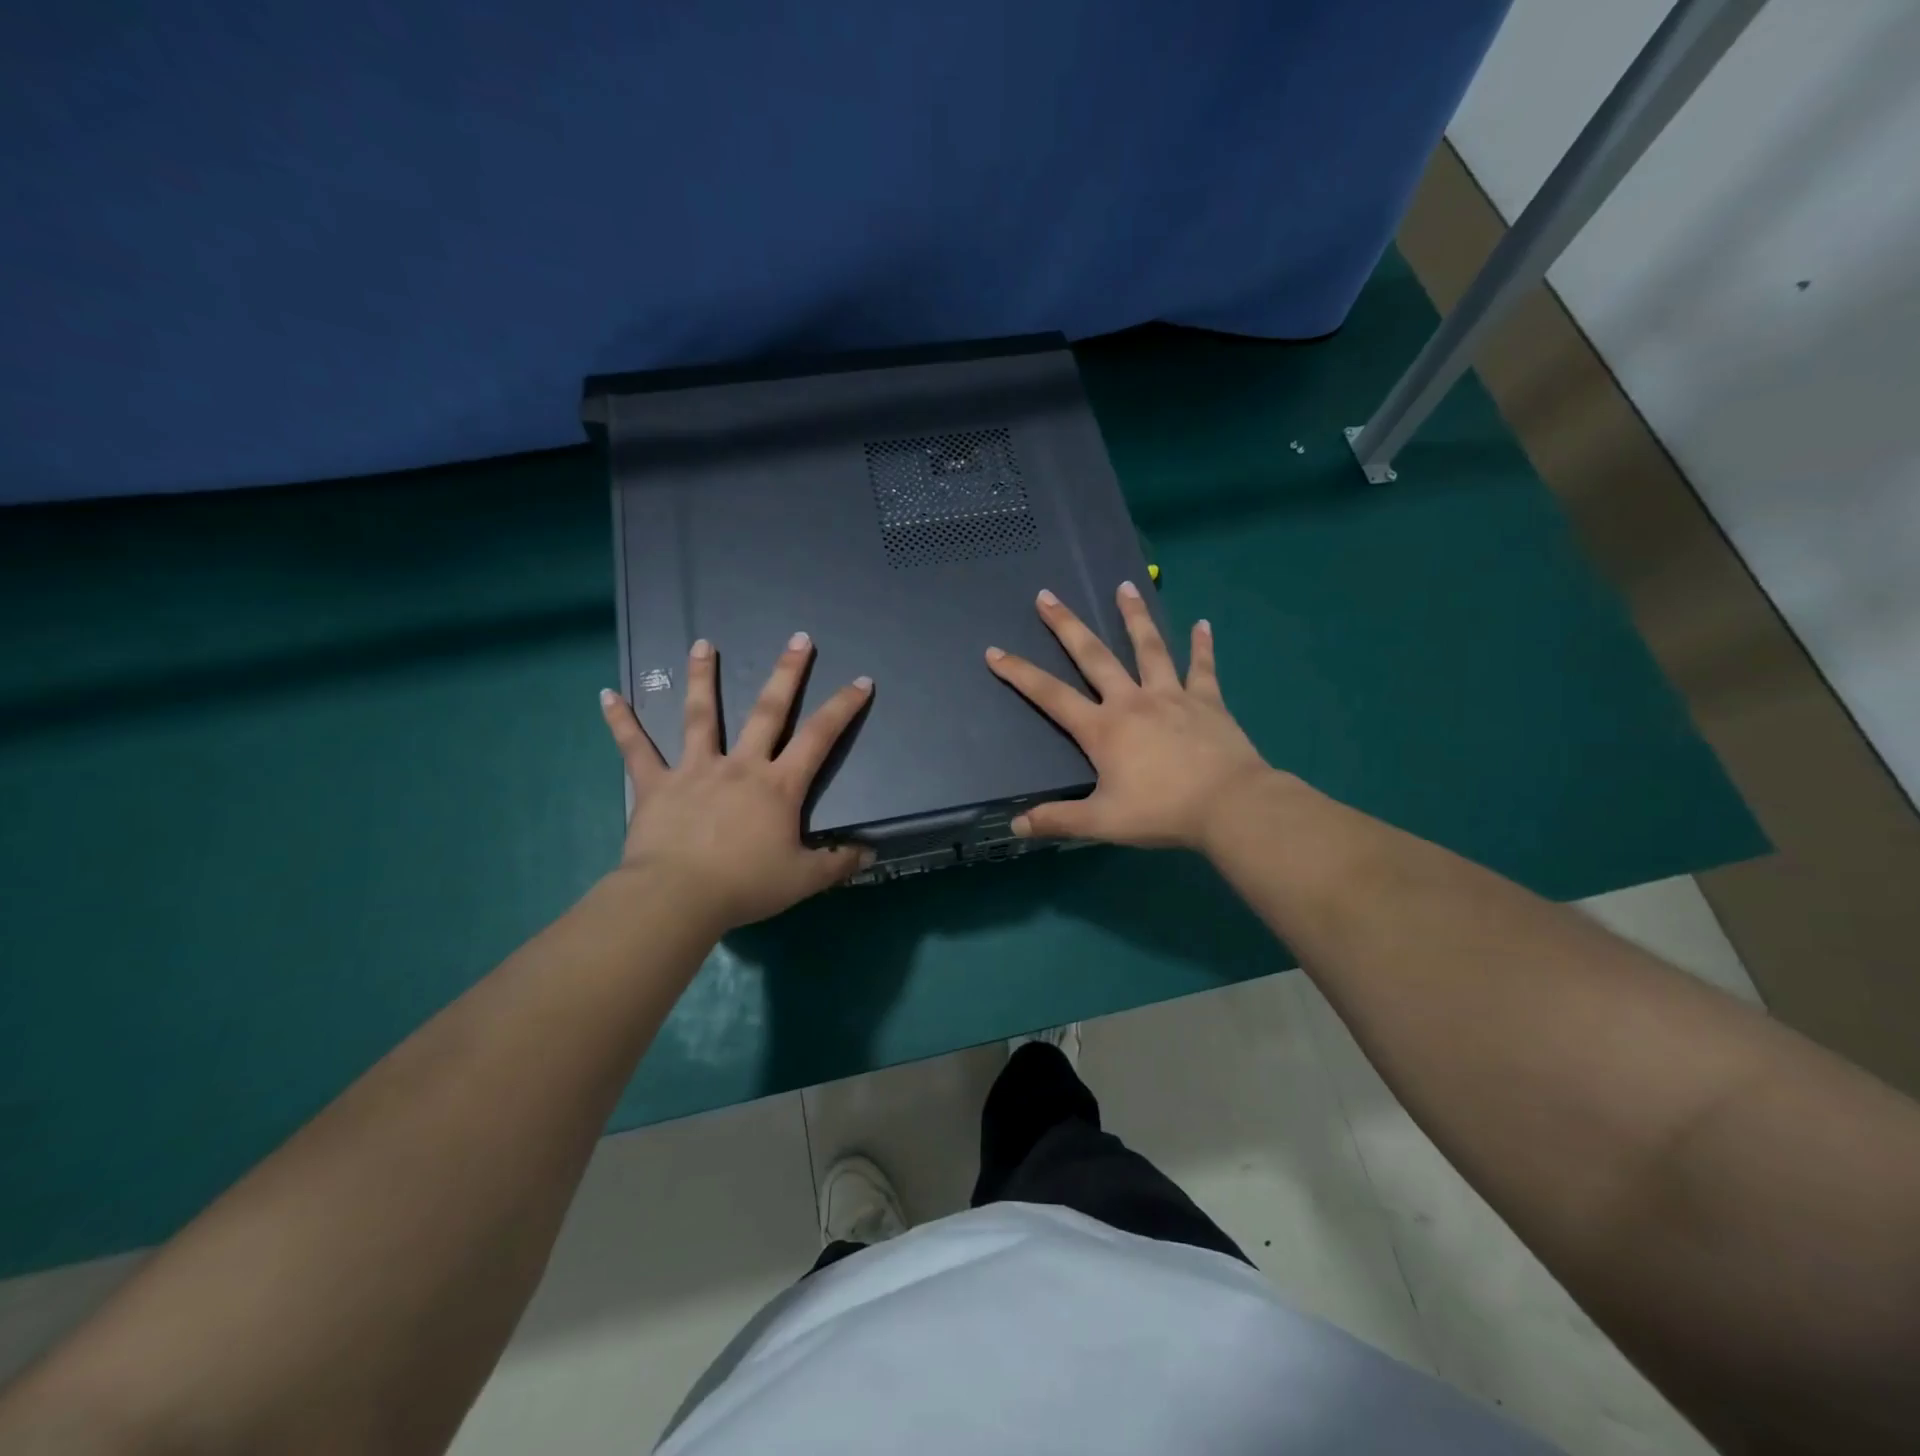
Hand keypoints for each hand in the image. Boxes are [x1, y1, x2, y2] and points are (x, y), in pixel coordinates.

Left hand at [599, 633, 872, 931]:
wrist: (678, 898)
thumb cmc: (744, 886)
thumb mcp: (802, 880)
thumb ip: (838, 863)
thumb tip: (870, 854)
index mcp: (778, 786)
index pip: (819, 737)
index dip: (843, 708)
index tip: (860, 681)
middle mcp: (740, 766)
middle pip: (767, 711)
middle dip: (787, 673)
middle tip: (798, 639)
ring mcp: (695, 770)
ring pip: (701, 715)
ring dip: (703, 677)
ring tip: (702, 643)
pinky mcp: (656, 784)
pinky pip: (636, 749)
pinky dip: (622, 722)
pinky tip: (607, 695)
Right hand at [985, 583, 1271, 850]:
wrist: (1229, 805)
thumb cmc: (1162, 812)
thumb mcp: (1103, 822)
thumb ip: (1058, 821)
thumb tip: (1015, 826)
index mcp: (1103, 729)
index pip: (1051, 696)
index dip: (1020, 674)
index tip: (995, 652)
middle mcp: (1132, 701)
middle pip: (1094, 656)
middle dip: (1067, 626)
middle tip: (1047, 596)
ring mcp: (1172, 696)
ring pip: (1149, 648)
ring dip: (1134, 616)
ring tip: (1124, 587)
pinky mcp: (1207, 701)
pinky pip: (1202, 667)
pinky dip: (1202, 645)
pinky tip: (1202, 623)